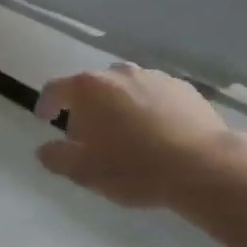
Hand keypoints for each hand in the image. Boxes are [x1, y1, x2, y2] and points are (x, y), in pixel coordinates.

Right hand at [34, 63, 246, 208]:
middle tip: (89, 137)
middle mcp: (119, 73)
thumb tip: (44, 149)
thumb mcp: (84, 172)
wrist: (203, 166)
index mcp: (89, 89)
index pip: (55, 89)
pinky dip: (148, 109)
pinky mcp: (183, 87)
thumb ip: (56, 158)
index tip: (45, 119)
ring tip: (126, 135)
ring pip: (125, 88)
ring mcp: (154, 77)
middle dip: (86, 108)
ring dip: (118, 106)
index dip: (46, 104)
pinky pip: (154, 95)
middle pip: (92, 86)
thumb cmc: (134, 168)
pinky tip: (157, 134)